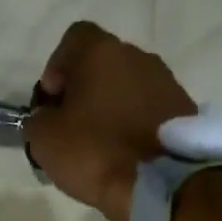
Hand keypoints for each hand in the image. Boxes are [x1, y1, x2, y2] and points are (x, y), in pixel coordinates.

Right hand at [24, 21, 197, 220]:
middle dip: (85, 90)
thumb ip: (37, 120)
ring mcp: (166, 82)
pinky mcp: (184, 110)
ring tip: (100, 145)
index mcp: (101, 52)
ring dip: (111, 108)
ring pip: (127, 88)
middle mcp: (137, 56)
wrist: (165, 182)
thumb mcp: (44, 140)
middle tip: (72, 126)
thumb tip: (46, 119)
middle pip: (102, 64)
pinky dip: (134, 125)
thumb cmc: (97, 151)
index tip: (52, 101)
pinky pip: (148, 110)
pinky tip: (126, 155)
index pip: (73, 38)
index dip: (57, 67)